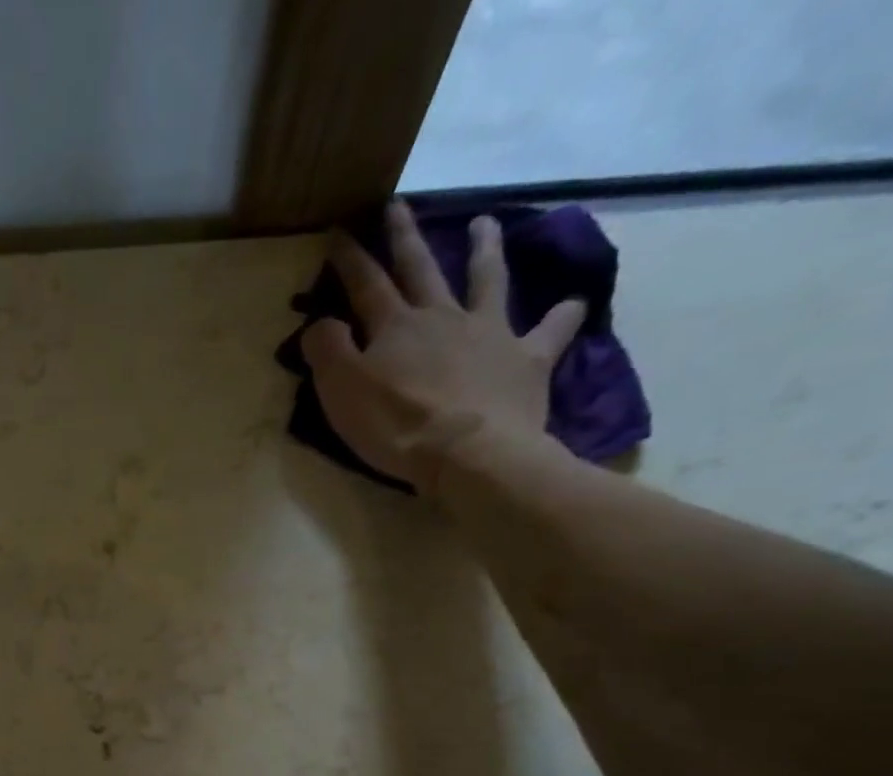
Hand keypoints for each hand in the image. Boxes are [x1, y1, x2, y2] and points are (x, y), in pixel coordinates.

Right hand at [302, 199, 587, 492]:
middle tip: (400, 206)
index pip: (365, 284)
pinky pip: (550, 332)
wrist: (467, 452)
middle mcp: (442, 317)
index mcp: (395, 327)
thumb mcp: (342, 391)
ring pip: (486, 280)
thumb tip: (319, 322)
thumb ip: (327, 351)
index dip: (349, 259)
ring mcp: (489, 333)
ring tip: (486, 223)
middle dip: (405, 237)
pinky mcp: (525, 360)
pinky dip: (561, 316)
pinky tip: (573, 303)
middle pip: (421, 268)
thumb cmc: (396, 425)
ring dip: (484, 250)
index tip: (339, 231)